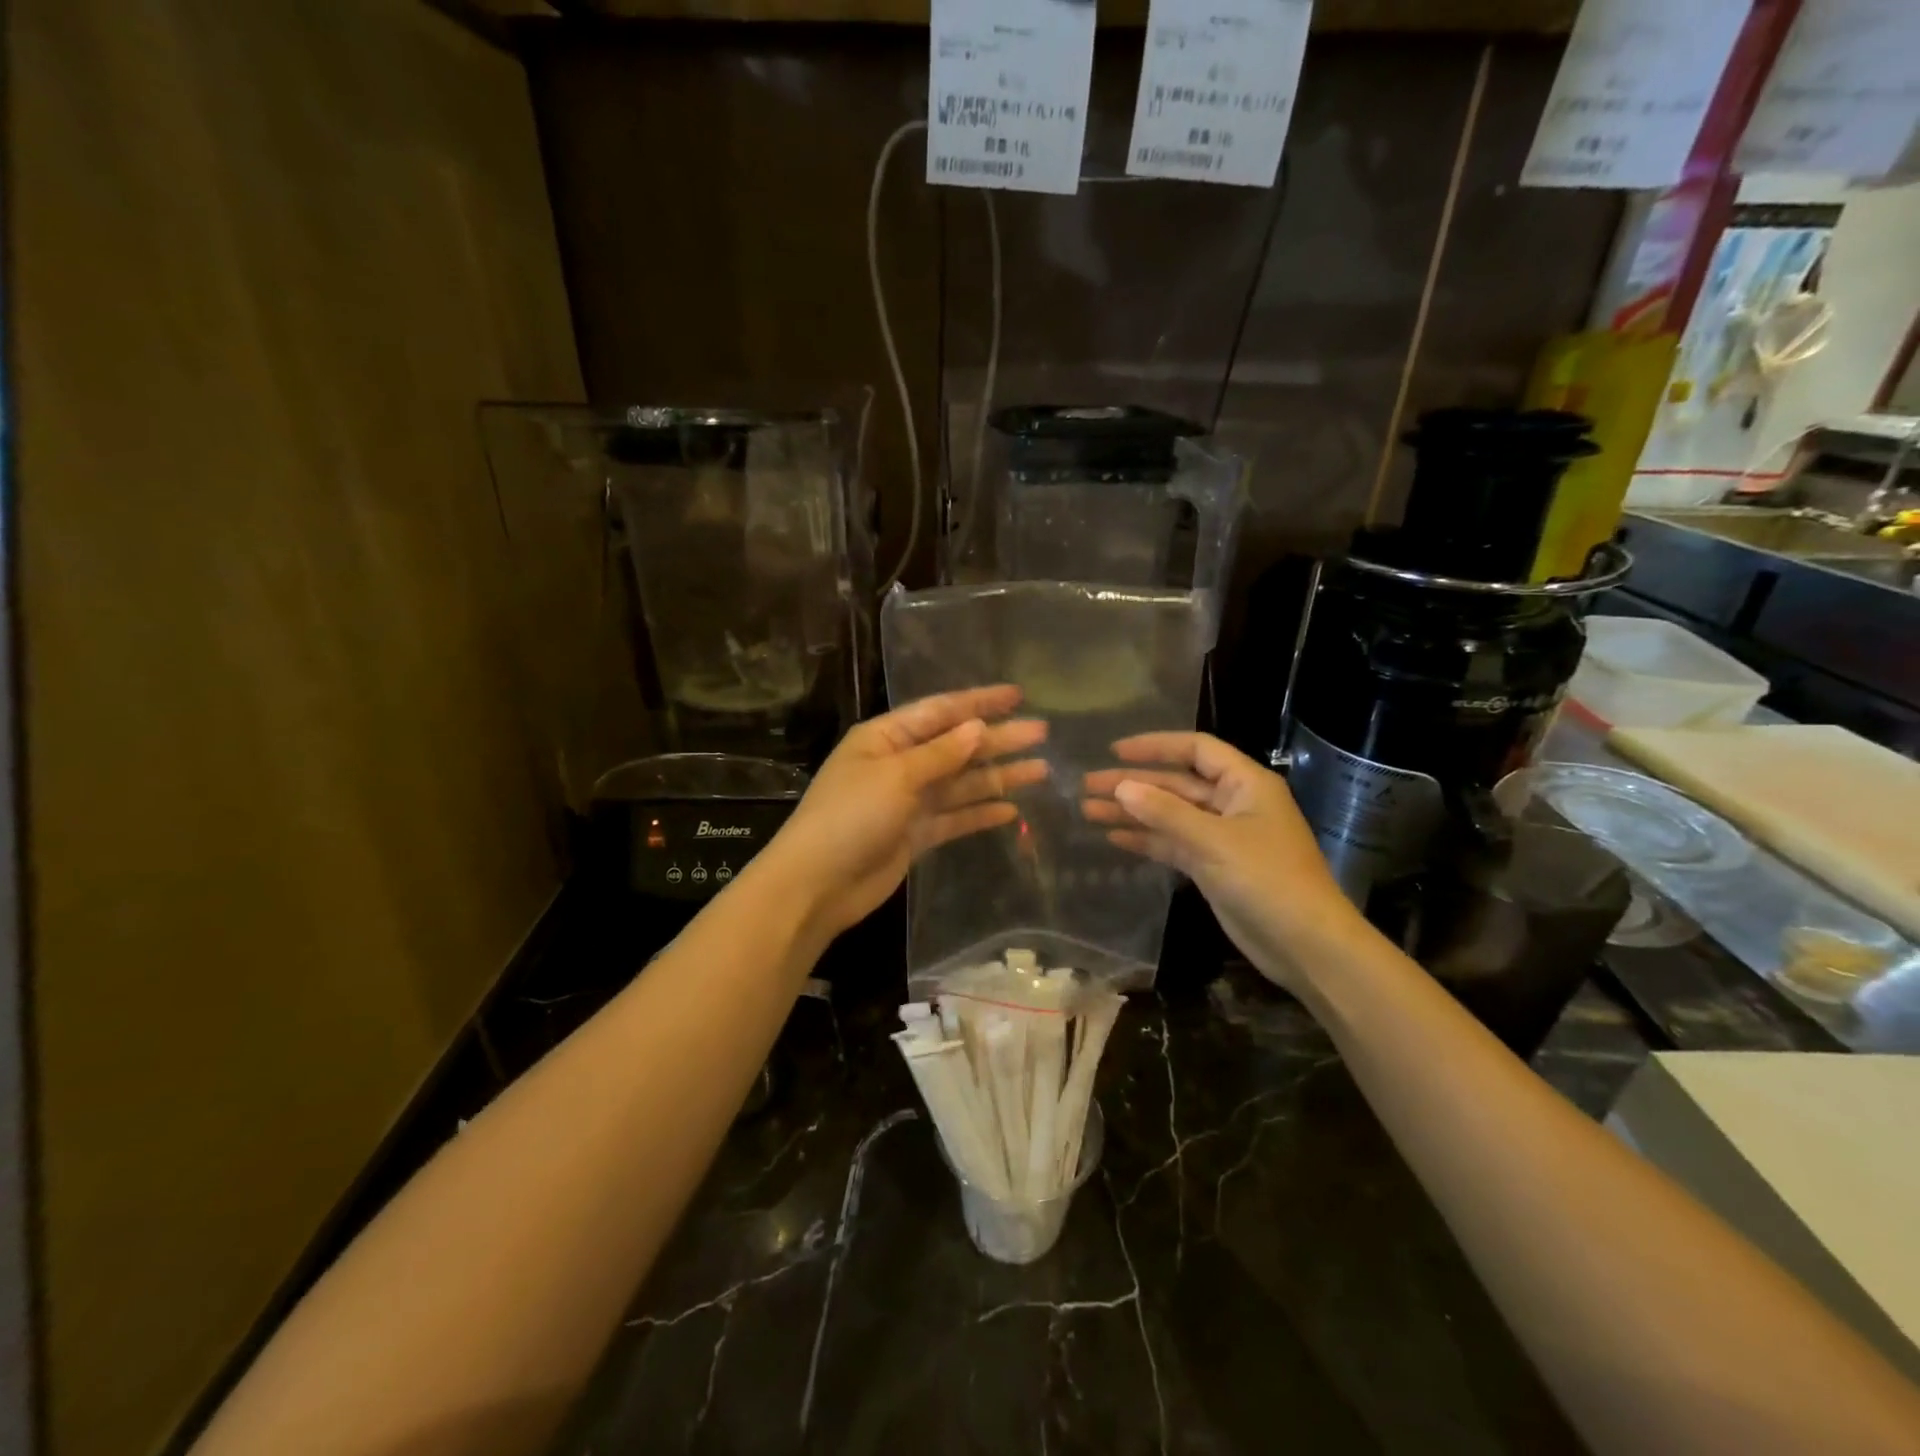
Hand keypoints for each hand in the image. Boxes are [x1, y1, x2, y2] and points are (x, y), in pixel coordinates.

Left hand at [761, 686, 1046, 939]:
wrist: (818, 884)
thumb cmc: (851, 816)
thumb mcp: (896, 775)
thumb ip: (941, 753)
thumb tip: (978, 727)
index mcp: (886, 737)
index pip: (940, 711)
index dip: (979, 702)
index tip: (1018, 696)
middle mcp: (899, 763)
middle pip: (956, 746)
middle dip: (997, 739)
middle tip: (1043, 734)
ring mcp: (908, 800)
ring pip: (961, 782)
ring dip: (998, 776)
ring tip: (1041, 771)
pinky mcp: (915, 834)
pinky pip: (955, 816)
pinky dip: (980, 812)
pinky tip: (1012, 810)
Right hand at [1082, 733, 1363, 991]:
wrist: (1305, 945)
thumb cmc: (1267, 879)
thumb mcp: (1214, 841)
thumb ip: (1165, 812)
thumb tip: (1121, 787)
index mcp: (1245, 784)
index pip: (1196, 750)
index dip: (1155, 746)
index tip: (1115, 751)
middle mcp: (1232, 804)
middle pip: (1175, 784)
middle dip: (1133, 784)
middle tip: (1087, 787)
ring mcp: (1222, 837)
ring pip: (1170, 816)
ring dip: (1132, 813)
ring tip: (1088, 812)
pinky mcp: (1213, 867)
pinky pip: (1173, 844)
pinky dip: (1146, 841)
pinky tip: (1113, 839)